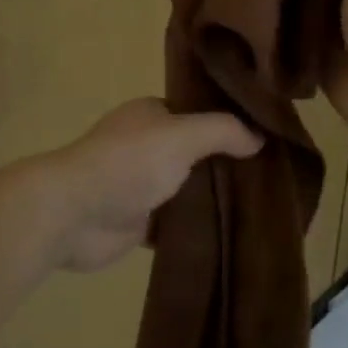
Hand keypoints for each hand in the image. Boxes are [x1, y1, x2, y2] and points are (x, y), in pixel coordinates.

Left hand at [47, 98, 261, 271]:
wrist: (73, 214)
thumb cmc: (128, 163)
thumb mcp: (182, 135)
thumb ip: (222, 131)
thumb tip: (258, 139)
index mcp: (151, 115)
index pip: (198, 113)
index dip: (229, 123)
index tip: (268, 138)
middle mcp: (146, 146)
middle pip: (196, 153)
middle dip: (227, 165)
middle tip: (274, 177)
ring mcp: (141, 184)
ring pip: (188, 190)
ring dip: (215, 199)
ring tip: (263, 207)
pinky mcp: (138, 221)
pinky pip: (176, 223)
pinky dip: (197, 229)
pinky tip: (233, 234)